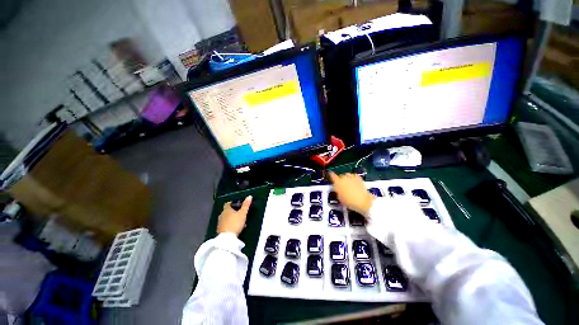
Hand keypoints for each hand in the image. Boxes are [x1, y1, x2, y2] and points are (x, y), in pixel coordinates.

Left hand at [217, 196, 251, 235]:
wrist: (227, 239)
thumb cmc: (235, 223)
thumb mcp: (243, 213)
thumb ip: (246, 205)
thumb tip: (249, 196)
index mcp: (226, 209)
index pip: (228, 203)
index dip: (233, 203)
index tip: (239, 204)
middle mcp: (222, 214)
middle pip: (227, 210)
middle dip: (233, 211)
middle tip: (241, 213)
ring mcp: (220, 222)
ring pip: (227, 218)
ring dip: (232, 218)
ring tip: (239, 221)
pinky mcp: (220, 230)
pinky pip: (226, 224)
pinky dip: (230, 224)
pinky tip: (235, 227)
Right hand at [329, 171, 373, 216]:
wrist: (362, 201)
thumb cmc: (349, 201)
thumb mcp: (339, 197)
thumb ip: (337, 190)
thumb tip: (337, 188)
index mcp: (337, 182)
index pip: (332, 175)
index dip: (331, 174)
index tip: (330, 174)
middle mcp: (344, 177)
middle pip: (340, 176)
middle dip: (340, 179)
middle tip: (341, 185)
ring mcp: (351, 177)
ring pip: (347, 175)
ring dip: (347, 178)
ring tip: (348, 183)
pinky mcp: (358, 178)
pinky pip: (353, 176)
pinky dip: (353, 178)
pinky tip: (354, 182)